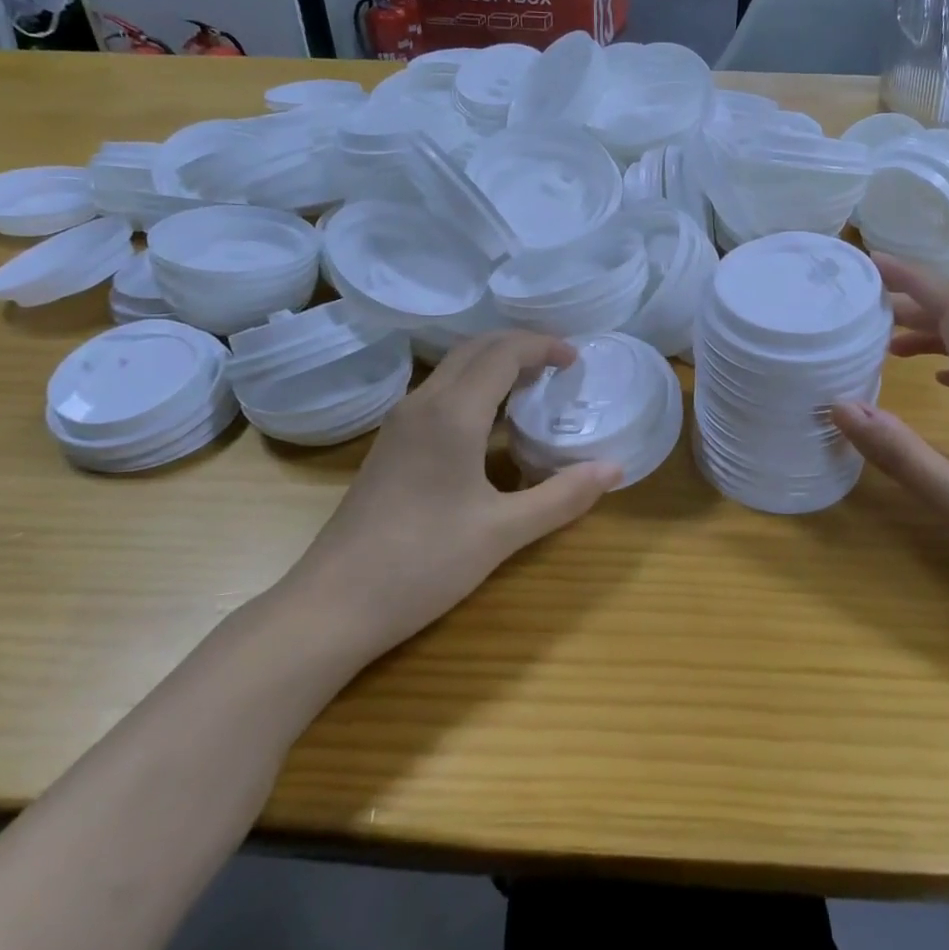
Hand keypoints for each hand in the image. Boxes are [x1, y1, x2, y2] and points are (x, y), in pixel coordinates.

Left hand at [286, 332, 619, 666]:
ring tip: (534, 388)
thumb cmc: (423, 562)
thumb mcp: (503, 532)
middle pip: (475, 349)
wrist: (334, 603)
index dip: (542, 346)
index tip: (576, 359)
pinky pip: (440, 393)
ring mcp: (400, 423)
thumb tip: (614, 469)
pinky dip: (475, 388)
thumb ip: (562, 496)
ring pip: (454, 369)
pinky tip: (493, 425)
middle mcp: (422, 404)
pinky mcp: (391, 445)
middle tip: (560, 366)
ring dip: (495, 365)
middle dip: (520, 346)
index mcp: (452, 413)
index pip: (503, 353)